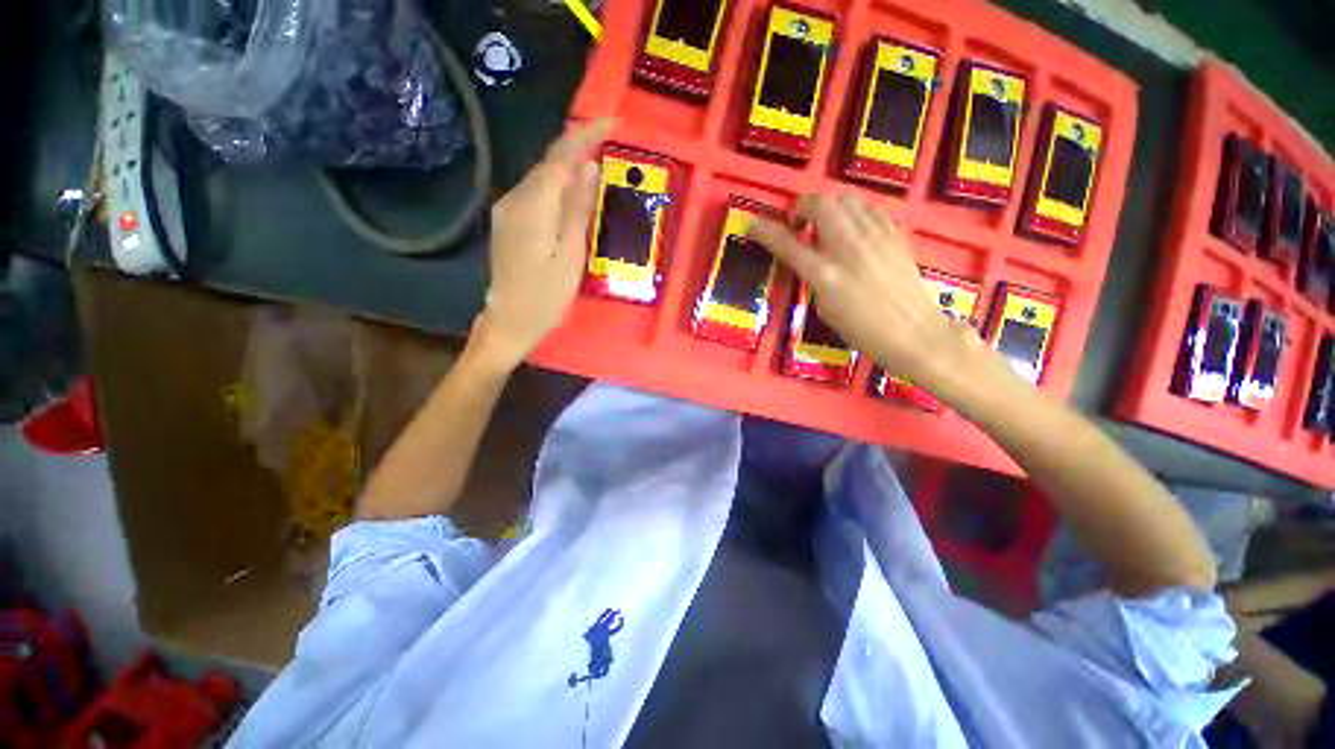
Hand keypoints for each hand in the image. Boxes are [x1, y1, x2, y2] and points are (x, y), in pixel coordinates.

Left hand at [473, 118, 614, 368]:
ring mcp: (507, 209)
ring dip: (568, 165)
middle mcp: (514, 199)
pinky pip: (535, 192)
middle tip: (609, 139)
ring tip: (597, 160)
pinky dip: (557, 184)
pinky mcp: (508, 221)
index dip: (585, 136)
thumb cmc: (546, 296)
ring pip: (541, 176)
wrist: (509, 321)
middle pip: (548, 162)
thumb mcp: (570, 255)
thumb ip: (578, 210)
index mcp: (532, 207)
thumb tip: (589, 169)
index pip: (560, 158)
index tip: (611, 122)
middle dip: (578, 146)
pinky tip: (573, 190)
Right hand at [749, 193, 969, 379]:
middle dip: (801, 207)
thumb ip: (814, 278)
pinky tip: (852, 230)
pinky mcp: (894, 233)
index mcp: (826, 275)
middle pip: (820, 204)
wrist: (913, 331)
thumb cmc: (863, 330)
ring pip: (845, 198)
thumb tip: (810, 258)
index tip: (754, 225)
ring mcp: (875, 236)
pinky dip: (852, 212)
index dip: (767, 232)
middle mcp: (849, 247)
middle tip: (798, 226)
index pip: (788, 244)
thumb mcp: (825, 308)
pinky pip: (867, 208)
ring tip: (825, 226)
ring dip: (827, 207)